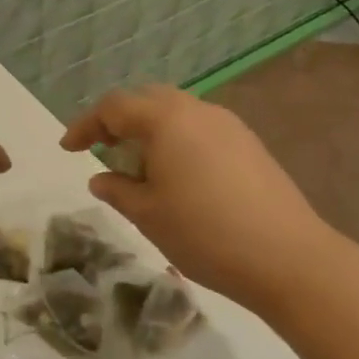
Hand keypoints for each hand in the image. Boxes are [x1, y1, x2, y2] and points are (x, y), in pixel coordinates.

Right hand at [60, 84, 335, 308]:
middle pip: (146, 99)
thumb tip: (101, 178)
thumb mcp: (147, 214)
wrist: (290, 259)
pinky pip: (200, 127)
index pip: (113, 108)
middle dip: (118, 120)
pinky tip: (177, 174)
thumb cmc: (205, 233)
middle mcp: (196, 110)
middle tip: (101, 148)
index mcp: (165, 120)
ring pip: (176, 111)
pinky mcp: (249, 144)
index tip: (68, 148)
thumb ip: (117, 190)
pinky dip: (177, 139)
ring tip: (138, 165)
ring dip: (149, 129)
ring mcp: (228, 125)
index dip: (85, 125)